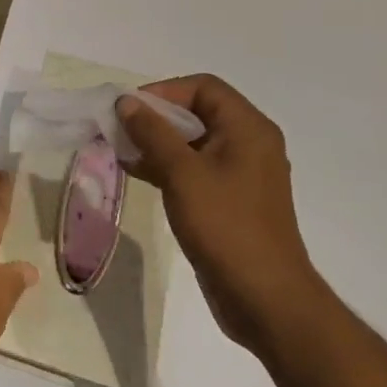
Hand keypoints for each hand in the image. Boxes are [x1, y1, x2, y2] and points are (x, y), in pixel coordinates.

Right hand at [117, 76, 325, 359]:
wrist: (266, 300)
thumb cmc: (226, 226)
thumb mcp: (182, 173)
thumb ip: (152, 132)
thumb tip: (126, 101)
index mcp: (248, 128)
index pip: (203, 87)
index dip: (164, 91)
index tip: (131, 109)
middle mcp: (249, 143)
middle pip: (197, 111)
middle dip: (156, 117)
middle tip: (121, 130)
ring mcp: (242, 173)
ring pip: (193, 141)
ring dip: (157, 142)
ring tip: (122, 151)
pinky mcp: (231, 200)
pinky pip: (196, 168)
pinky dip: (168, 165)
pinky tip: (137, 174)